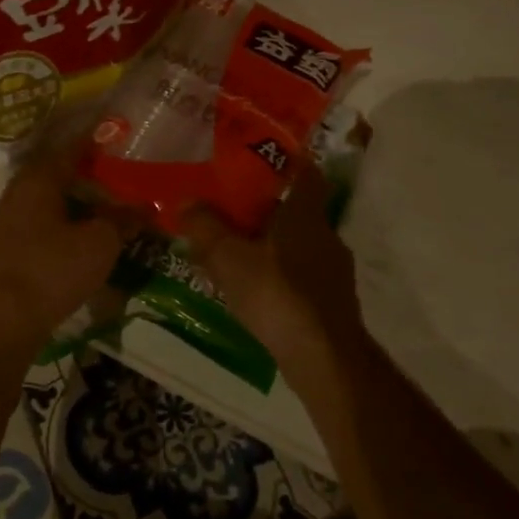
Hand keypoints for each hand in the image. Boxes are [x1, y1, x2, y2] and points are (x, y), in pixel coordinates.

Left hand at [0, 137, 139, 358]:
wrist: (4, 319)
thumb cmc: (53, 269)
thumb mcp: (99, 243)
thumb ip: (122, 220)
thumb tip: (143, 206)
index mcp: (39, 178)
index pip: (71, 147)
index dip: (96, 139)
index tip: (117, 132)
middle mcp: (20, 190)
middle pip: (58, 171)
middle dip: (87, 170)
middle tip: (118, 169)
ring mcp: (10, 218)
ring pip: (49, 197)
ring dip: (76, 197)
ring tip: (106, 201)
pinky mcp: (8, 245)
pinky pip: (42, 220)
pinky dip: (64, 218)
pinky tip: (83, 231)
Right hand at [181, 167, 365, 385]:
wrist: (324, 358)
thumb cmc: (277, 294)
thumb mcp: (229, 257)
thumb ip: (205, 226)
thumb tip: (185, 200)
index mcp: (306, 215)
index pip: (306, 174)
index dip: (287, 164)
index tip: (262, 160)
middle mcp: (326, 236)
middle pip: (296, 211)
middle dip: (265, 211)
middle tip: (230, 212)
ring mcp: (333, 272)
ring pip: (296, 246)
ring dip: (269, 246)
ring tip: (234, 254)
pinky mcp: (331, 303)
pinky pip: (300, 276)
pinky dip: (278, 275)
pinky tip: (253, 291)